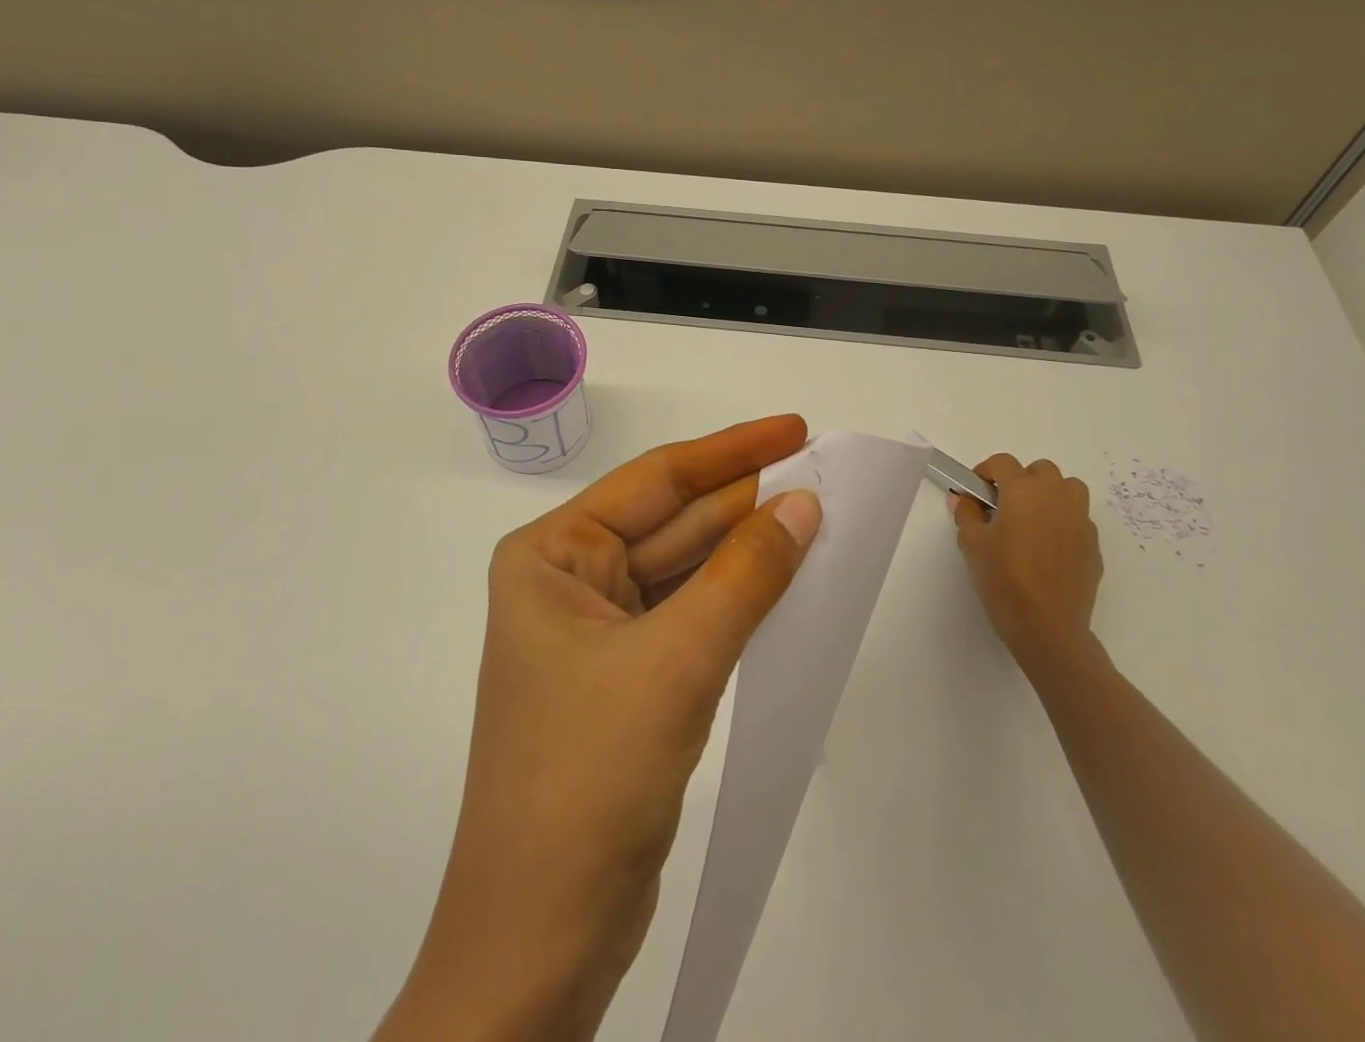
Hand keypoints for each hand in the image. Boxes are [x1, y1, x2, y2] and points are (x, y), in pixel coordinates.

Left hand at [380, 415, 822, 1041]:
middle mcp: (570, 580)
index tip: (794, 428)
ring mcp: (599, 631)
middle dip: (746, 500)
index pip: (656, 481)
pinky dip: (737, 597)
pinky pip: (691, 614)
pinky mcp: (628, 677)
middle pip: (674, 522)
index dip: (731, 451)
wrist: (542, 937)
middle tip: (823, 473)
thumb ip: (744, 577)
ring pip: (687, 570)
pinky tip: (783, 578)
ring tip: (816, 516)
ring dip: (747, 548)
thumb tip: (803, 505)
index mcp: (552, 554)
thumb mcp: (675, 662)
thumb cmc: (588, 777)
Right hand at [947, 455, 1102, 682]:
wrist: (1047, 627)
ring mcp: (1080, 520)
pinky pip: (1078, 520)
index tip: (976, 490)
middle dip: (1022, 480)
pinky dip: (1064, 522)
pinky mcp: (1093, 545)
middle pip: (1041, 470)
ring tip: (1033, 519)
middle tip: (1005, 505)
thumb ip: (967, 514)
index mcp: (1024, 491)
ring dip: (1051, 494)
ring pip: (1069, 489)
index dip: (986, 471)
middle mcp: (1056, 497)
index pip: (1003, 462)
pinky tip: (1049, 549)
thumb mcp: (972, 544)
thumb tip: (963, 499)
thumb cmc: (1003, 580)